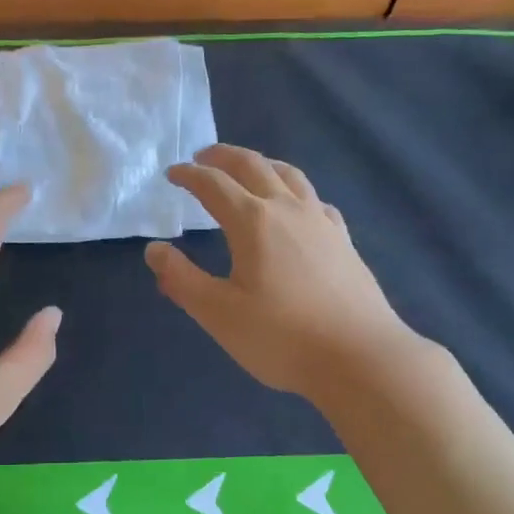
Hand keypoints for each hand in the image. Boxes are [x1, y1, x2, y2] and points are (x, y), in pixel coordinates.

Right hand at [146, 145, 412, 400]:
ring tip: (248, 169)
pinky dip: (296, 192)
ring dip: (263, 164)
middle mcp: (288, 210)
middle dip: (224, 157)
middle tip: (203, 158)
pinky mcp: (344, 241)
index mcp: (253, 222)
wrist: (359, 357)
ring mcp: (321, 223)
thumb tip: (154, 250)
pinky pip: (316, 201)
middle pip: (254, 166)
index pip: (214, 185)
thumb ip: (182, 279)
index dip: (189, 175)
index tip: (172, 173)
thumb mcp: (218, 313)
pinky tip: (297, 208)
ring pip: (290, 176)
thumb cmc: (281, 336)